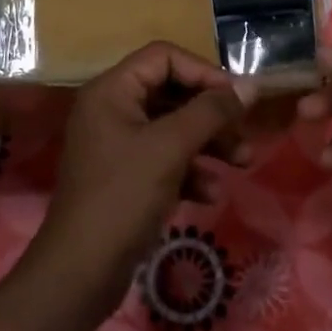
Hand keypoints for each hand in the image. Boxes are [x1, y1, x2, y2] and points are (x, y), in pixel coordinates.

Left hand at [34, 42, 256, 308]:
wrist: (80, 273)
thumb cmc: (123, 197)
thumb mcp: (171, 147)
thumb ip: (211, 112)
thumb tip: (251, 85)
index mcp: (112, 90)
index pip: (164, 57)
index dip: (203, 72)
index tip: (237, 97)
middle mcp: (111, 109)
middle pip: (171, 92)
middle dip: (212, 114)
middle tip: (245, 133)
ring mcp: (116, 144)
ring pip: (172, 128)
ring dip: (208, 143)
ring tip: (242, 164)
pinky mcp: (124, 177)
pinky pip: (164, 158)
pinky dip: (189, 171)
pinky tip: (209, 194)